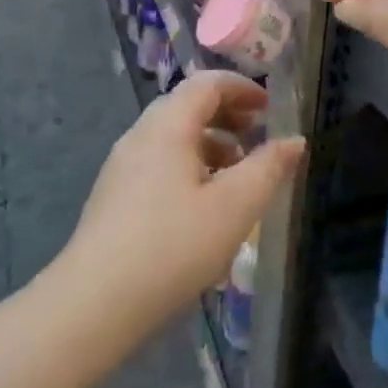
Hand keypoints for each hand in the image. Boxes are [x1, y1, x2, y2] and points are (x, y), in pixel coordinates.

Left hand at [59, 72, 304, 333]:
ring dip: (210, 143)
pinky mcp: (113, 196)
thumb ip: (269, 168)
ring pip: (172, 136)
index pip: (207, 83)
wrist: (93, 304)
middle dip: (227, 115)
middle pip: (188, 106)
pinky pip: (158, 161)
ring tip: (237, 175)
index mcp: (168, 125)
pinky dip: (188, 165)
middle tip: (258, 138)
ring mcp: (122, 165)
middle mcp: (141, 134)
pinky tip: (202, 206)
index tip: (270, 109)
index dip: (242, 88)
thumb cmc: (172, 247)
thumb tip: (295, 140)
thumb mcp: (235, 207)